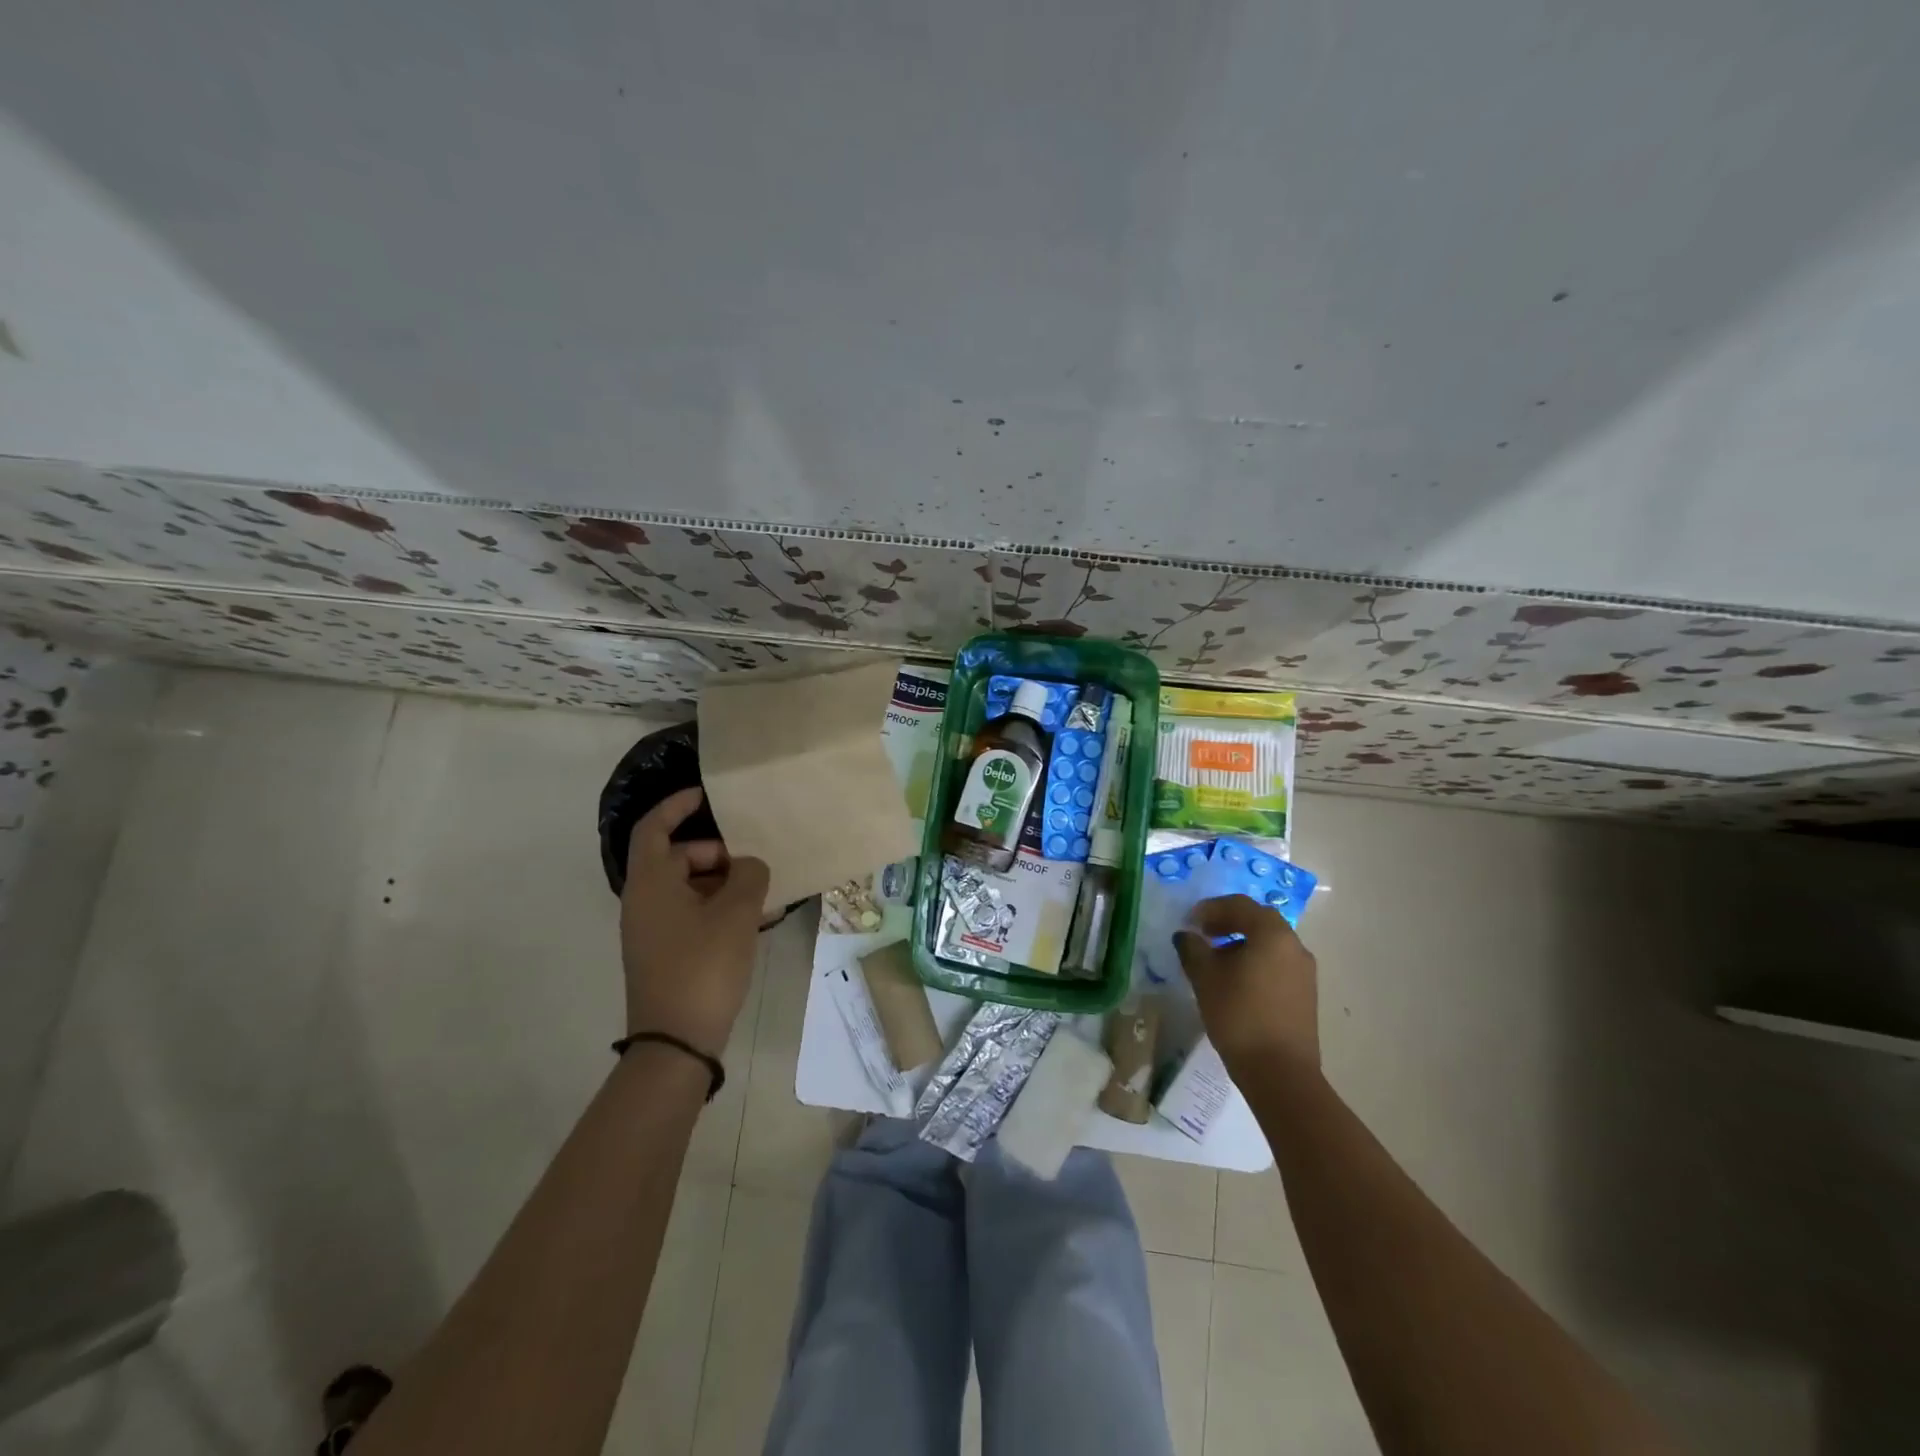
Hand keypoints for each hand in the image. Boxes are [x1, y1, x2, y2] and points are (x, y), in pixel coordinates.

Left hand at [620, 787, 769, 1054]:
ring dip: (722, 883)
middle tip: (752, 863)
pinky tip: (753, 921)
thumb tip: (748, 866)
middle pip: (676, 856)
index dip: (677, 805)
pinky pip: (690, 913)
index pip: (654, 827)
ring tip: (761, 894)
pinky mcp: (664, 952)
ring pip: (687, 887)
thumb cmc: (703, 965)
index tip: (708, 795)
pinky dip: (717, 908)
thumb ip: (748, 875)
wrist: (676, 1041)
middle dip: (716, 853)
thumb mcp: (737, 912)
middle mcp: (644, 900)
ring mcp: (651, 929)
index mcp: (651, 882)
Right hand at [1174, 895, 1319, 1077]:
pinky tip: (1235, 983)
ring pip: (1268, 943)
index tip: (1190, 922)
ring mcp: (1304, 971)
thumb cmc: (1239, 1015)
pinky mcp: (1305, 994)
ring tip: (1215, 961)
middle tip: (1202, 935)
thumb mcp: (1205, 978)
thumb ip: (1192, 948)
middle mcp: (1294, 945)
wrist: (1280, 1073)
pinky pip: (1276, 963)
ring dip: (1241, 943)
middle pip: (1258, 921)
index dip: (1211, 908)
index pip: (1239, 905)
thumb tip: (1186, 935)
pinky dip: (1255, 961)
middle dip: (1228, 923)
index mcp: (1272, 934)